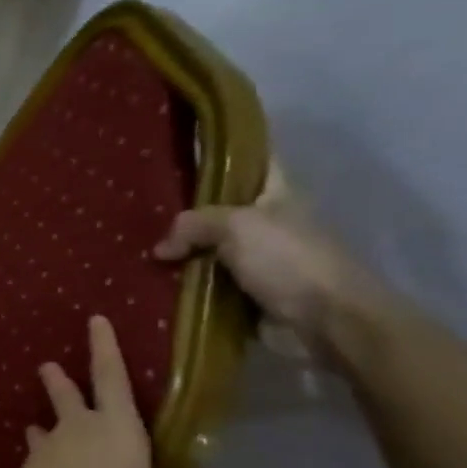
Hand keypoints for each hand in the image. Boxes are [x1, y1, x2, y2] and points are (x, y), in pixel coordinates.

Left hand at [3, 315, 224, 467]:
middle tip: (47, 365)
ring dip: (43, 422)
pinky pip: (35, 458)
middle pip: (68, 395)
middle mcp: (77, 428)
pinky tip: (35, 464)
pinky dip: (38, 457)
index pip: (111, 375)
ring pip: (46, 427)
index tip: (95, 319)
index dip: (106, 346)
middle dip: (59, 379)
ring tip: (36, 423)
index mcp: (115, 424)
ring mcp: (48, 449)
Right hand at [152, 164, 390, 353]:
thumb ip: (193, 225)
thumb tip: (161, 248)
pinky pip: (207, 284)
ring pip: (209, 249)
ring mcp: (258, 260)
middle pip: (219, 209)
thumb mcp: (236, 226)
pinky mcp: (248, 294)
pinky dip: (186, 285)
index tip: (186, 147)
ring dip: (181, 254)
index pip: (251, 160)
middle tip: (142, 210)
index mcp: (276, 193)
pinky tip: (156, 282)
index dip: (224, 151)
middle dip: (186, 211)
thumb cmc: (288, 259)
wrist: (327, 319)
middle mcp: (267, 222)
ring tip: (140, 249)